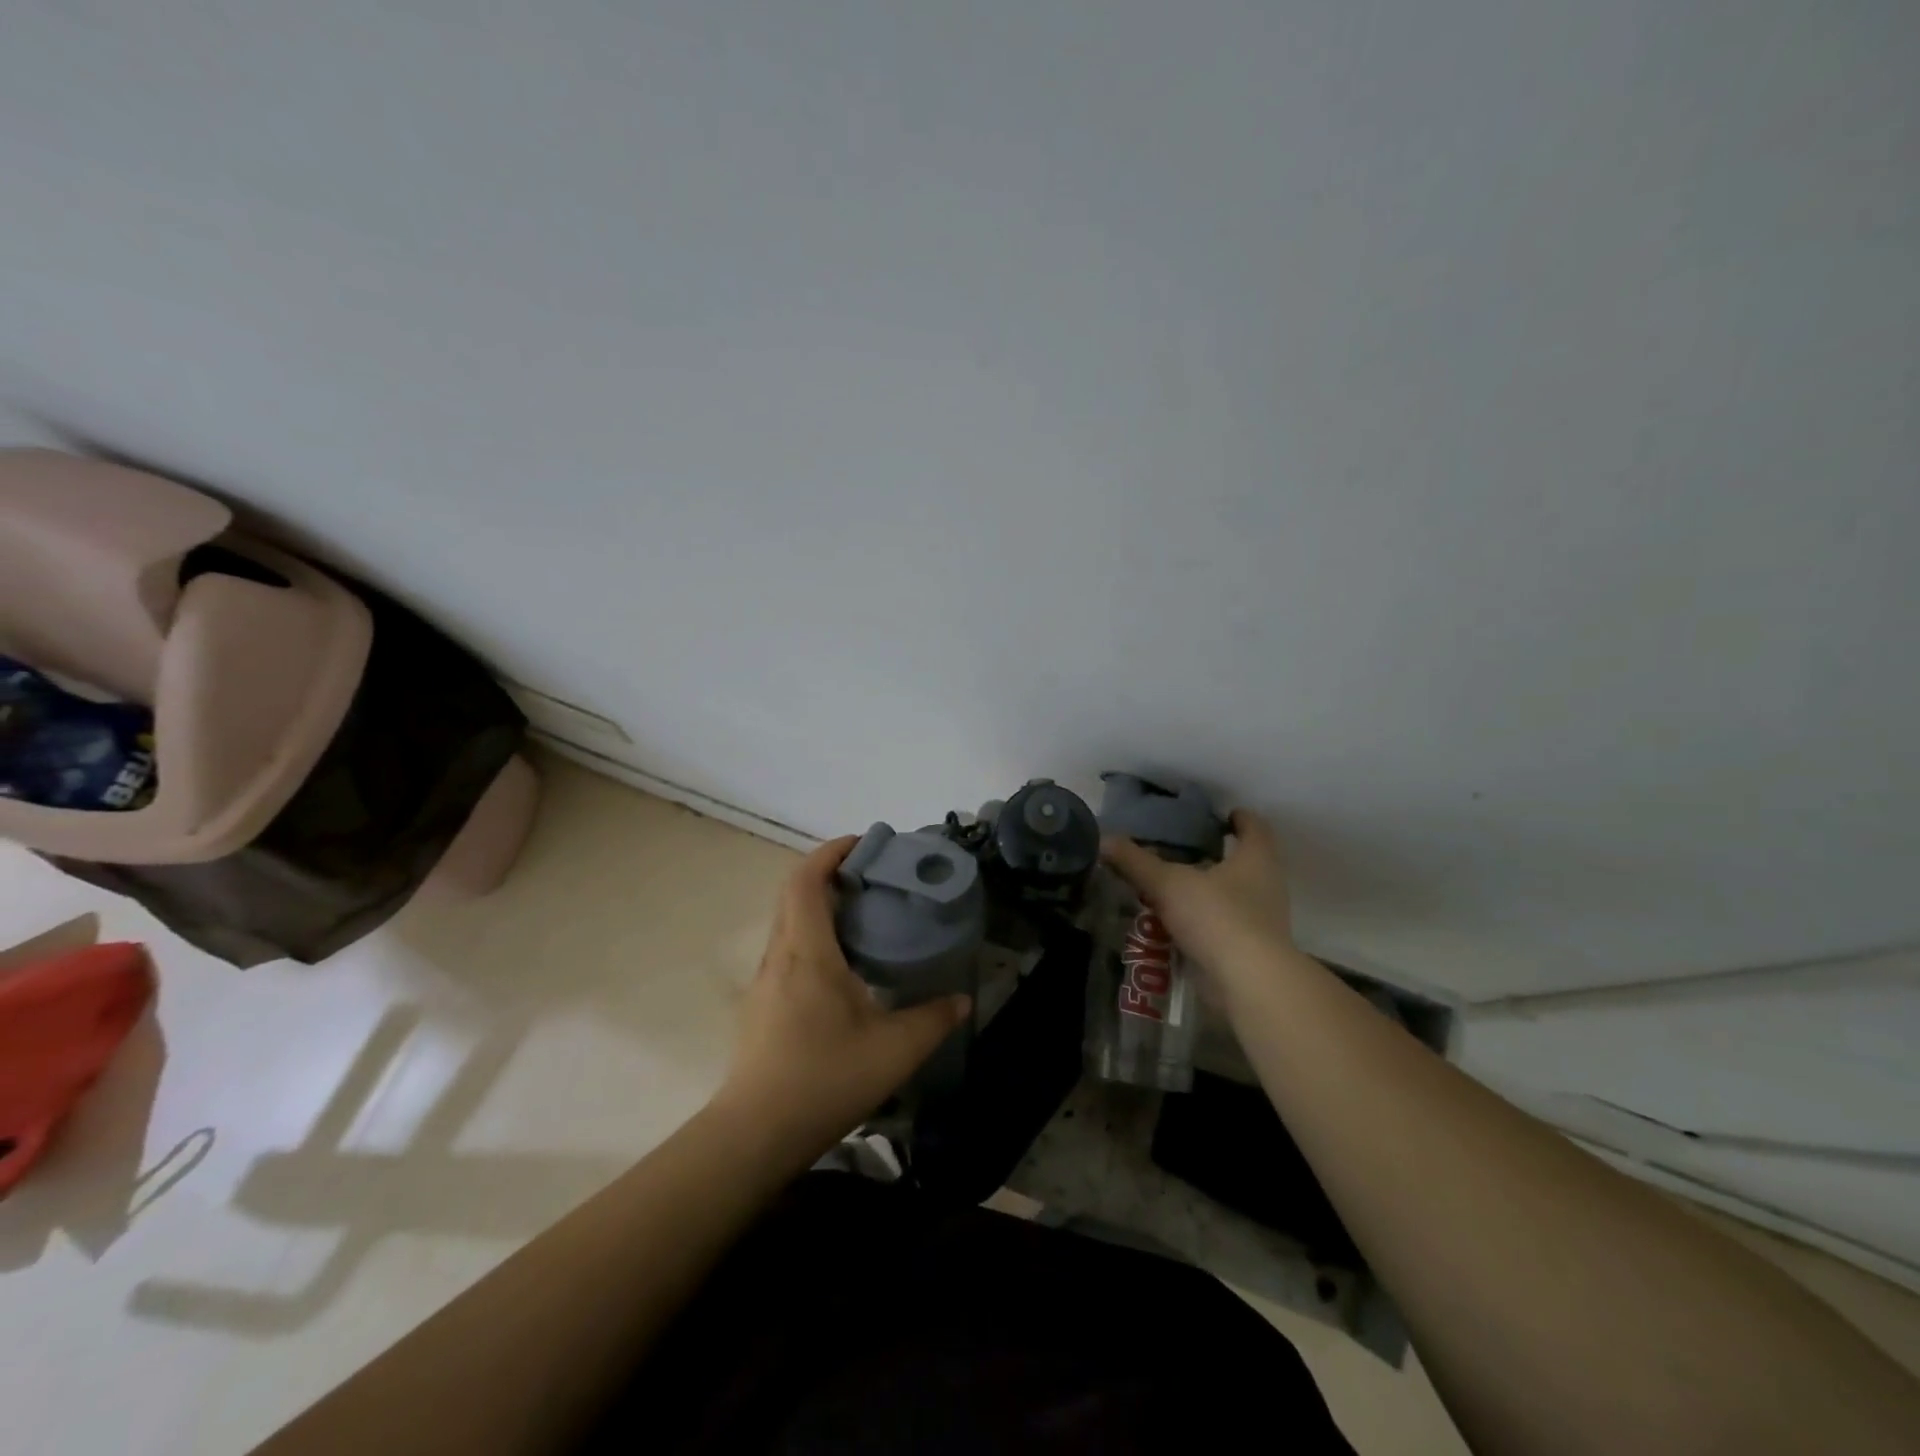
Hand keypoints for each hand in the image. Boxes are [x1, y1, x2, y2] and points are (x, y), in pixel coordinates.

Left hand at [712, 836, 970, 1165]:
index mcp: (807, 951)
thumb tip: (961, 1000)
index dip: (831, 852)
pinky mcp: (761, 1004)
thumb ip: (932, 1020)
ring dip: (819, 905)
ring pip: (788, 922)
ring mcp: (765, 981)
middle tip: (872, 878)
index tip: (864, 844)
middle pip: (794, 894)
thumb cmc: (823, 1079)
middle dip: (829, 874)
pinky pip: (786, 949)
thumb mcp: (893, 1051)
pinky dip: (812, 935)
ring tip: (862, 916)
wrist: (754, 1134)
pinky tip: (841, 967)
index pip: (806, 880)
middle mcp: (780, 955)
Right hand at [1101, 809, 1296, 1002]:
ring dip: (1206, 892)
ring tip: (1171, 888)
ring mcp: (1262, 921)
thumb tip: (1104, 838)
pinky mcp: (1251, 951)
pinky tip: (1174, 925)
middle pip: (1245, 862)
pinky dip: (1202, 924)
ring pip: (1233, 896)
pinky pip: (1224, 927)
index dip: (1238, 818)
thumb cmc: (1217, 917)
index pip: (1254, 827)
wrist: (1249, 983)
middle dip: (1216, 857)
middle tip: (1183, 850)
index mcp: (1257, 859)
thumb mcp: (1168, 883)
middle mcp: (1266, 886)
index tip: (1221, 815)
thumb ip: (1136, 861)